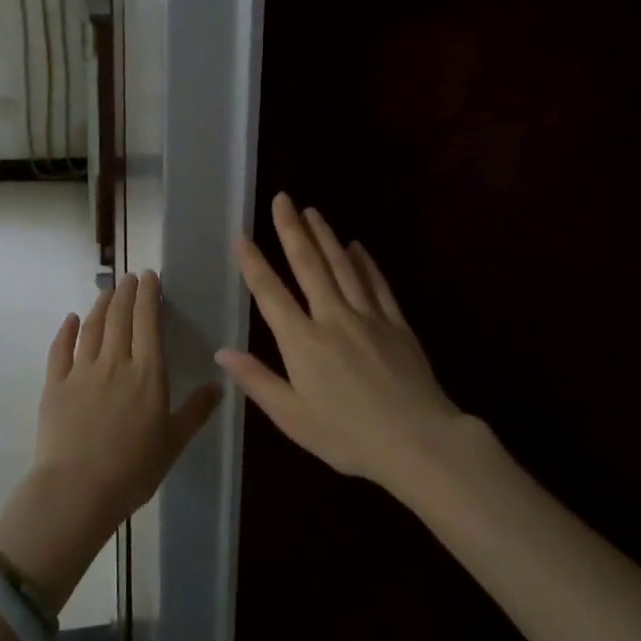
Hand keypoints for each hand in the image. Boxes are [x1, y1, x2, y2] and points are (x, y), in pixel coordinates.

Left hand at [0, 272, 219, 609]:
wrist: (78, 489)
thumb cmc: (133, 469)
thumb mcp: (174, 442)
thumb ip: (196, 411)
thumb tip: (217, 386)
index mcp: (147, 373)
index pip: (148, 323)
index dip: (149, 296)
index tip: (149, 277)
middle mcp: (114, 362)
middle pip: (120, 318)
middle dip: (126, 293)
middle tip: (130, 277)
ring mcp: (81, 371)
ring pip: (92, 327)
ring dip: (101, 305)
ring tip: (107, 290)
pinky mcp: (55, 385)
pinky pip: (60, 350)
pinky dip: (66, 331)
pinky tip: (71, 320)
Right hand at [217, 194, 472, 498]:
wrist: (417, 441)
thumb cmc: (348, 436)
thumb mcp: (293, 418)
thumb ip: (257, 381)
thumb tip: (222, 352)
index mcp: (302, 342)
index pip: (271, 293)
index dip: (254, 263)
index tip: (242, 236)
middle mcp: (333, 318)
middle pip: (309, 265)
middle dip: (292, 230)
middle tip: (282, 199)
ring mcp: (368, 317)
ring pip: (343, 266)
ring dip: (325, 235)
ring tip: (312, 211)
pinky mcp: (396, 323)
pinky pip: (377, 284)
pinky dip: (364, 262)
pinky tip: (356, 246)